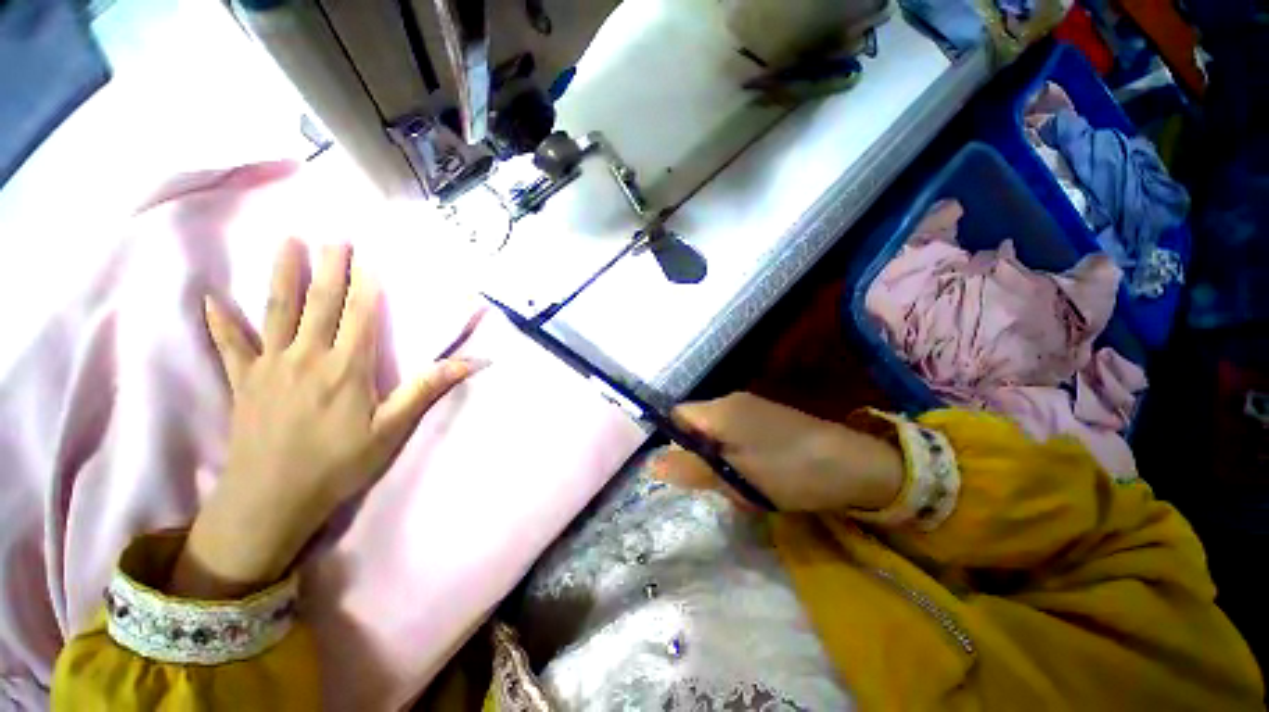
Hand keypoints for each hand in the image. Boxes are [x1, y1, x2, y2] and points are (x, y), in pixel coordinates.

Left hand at [170, 240, 479, 597]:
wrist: (271, 499)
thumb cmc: (339, 463)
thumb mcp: (392, 428)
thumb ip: (426, 389)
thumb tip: (472, 362)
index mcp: (346, 367)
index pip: (360, 315)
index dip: (366, 285)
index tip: (369, 256)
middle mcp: (306, 356)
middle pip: (320, 304)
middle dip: (330, 268)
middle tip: (334, 237)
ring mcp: (269, 366)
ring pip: (276, 311)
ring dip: (283, 275)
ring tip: (286, 243)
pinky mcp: (243, 382)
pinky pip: (230, 346)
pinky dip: (220, 323)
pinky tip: (209, 300)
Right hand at [655, 392, 902, 511]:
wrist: (857, 465)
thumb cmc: (790, 471)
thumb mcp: (737, 477)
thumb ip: (692, 469)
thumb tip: (652, 463)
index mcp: (720, 409)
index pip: (677, 416)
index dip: (674, 442)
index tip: (689, 471)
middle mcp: (731, 401)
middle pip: (697, 427)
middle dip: (702, 458)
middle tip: (722, 485)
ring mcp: (752, 409)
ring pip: (718, 436)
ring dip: (723, 462)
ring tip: (746, 488)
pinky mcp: (769, 419)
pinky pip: (738, 437)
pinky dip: (740, 459)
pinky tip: (762, 479)